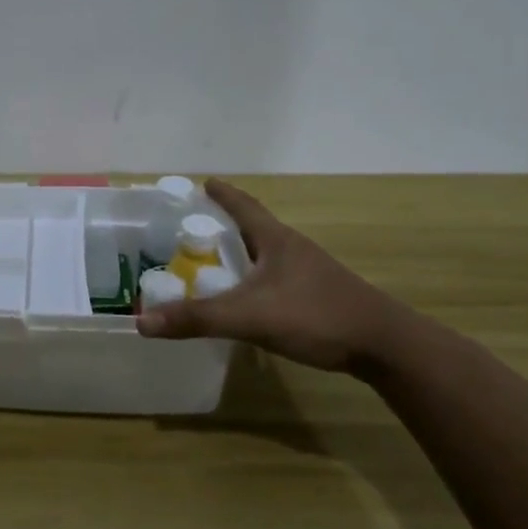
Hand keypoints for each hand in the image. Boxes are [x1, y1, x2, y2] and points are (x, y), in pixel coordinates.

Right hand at [136, 179, 405, 374]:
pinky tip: (245, 299)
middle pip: (254, 229)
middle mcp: (293, 250)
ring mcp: (309, 274)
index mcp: (276, 241)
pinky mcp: (318, 297)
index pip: (244, 207)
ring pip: (266, 256)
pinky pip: (275, 279)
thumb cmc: (316, 316)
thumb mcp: (249, 316)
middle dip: (225, 225)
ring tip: (213, 263)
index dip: (223, 195)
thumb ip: (197, 318)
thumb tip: (142, 321)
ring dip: (240, 255)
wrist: (384, 346)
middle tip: (194, 229)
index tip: (203, 182)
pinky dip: (253, 280)